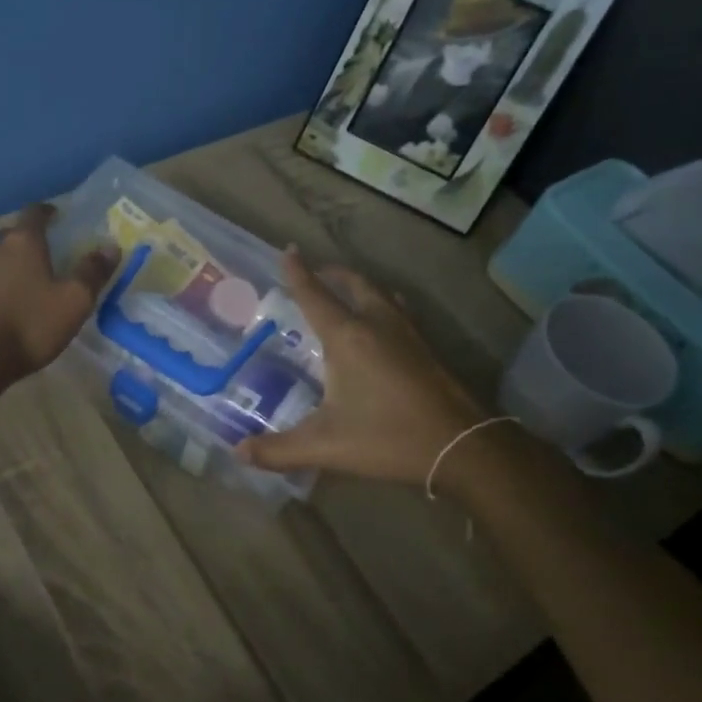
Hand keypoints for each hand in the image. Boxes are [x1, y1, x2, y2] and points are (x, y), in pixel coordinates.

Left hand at [0, 204, 117, 389]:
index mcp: (22, 242)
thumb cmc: (28, 325)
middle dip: (27, 240)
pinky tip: (2, 303)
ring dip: (8, 263)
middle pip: (11, 234)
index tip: (57, 217)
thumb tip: (111, 247)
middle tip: (44, 254)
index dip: (47, 212)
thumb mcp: (73, 302)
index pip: (34, 213)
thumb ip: (92, 272)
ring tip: (24, 281)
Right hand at [238, 250, 486, 486]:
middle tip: (315, 274)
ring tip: (346, 292)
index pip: (314, 295)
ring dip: (359, 286)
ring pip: (380, 293)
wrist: (462, 447)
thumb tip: (239, 452)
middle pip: (353, 284)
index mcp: (347, 337)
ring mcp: (407, 334)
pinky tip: (383, 325)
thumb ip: (279, 450)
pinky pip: (398, 310)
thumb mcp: (326, 446)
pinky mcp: (426, 349)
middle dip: (331, 274)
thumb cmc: (388, 437)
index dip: (298, 272)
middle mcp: (377, 324)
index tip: (287, 250)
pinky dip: (382, 304)